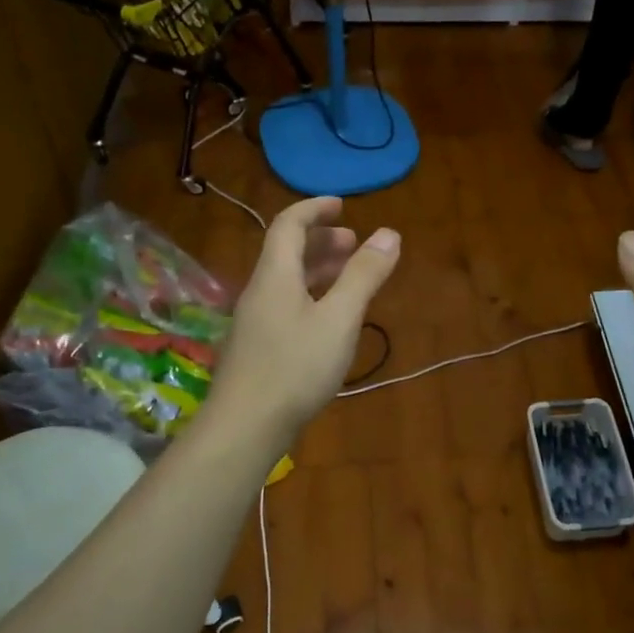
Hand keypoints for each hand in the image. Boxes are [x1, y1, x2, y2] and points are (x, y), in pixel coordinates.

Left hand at [208, 196, 400, 440]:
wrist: (244, 427)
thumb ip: (364, 275)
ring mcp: (254, 321)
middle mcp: (260, 291)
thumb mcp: (339, 319)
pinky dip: (310, 295)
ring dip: (317, 269)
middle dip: (321, 240)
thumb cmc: (295, 367)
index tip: (342, 205)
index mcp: (275, 275)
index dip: (314, 208)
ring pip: (286, 280)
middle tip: (353, 243)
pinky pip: (285, 304)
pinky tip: (328, 319)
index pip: (288, 224)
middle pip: (286, 251)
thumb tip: (389, 233)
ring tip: (348, 275)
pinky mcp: (257, 347)